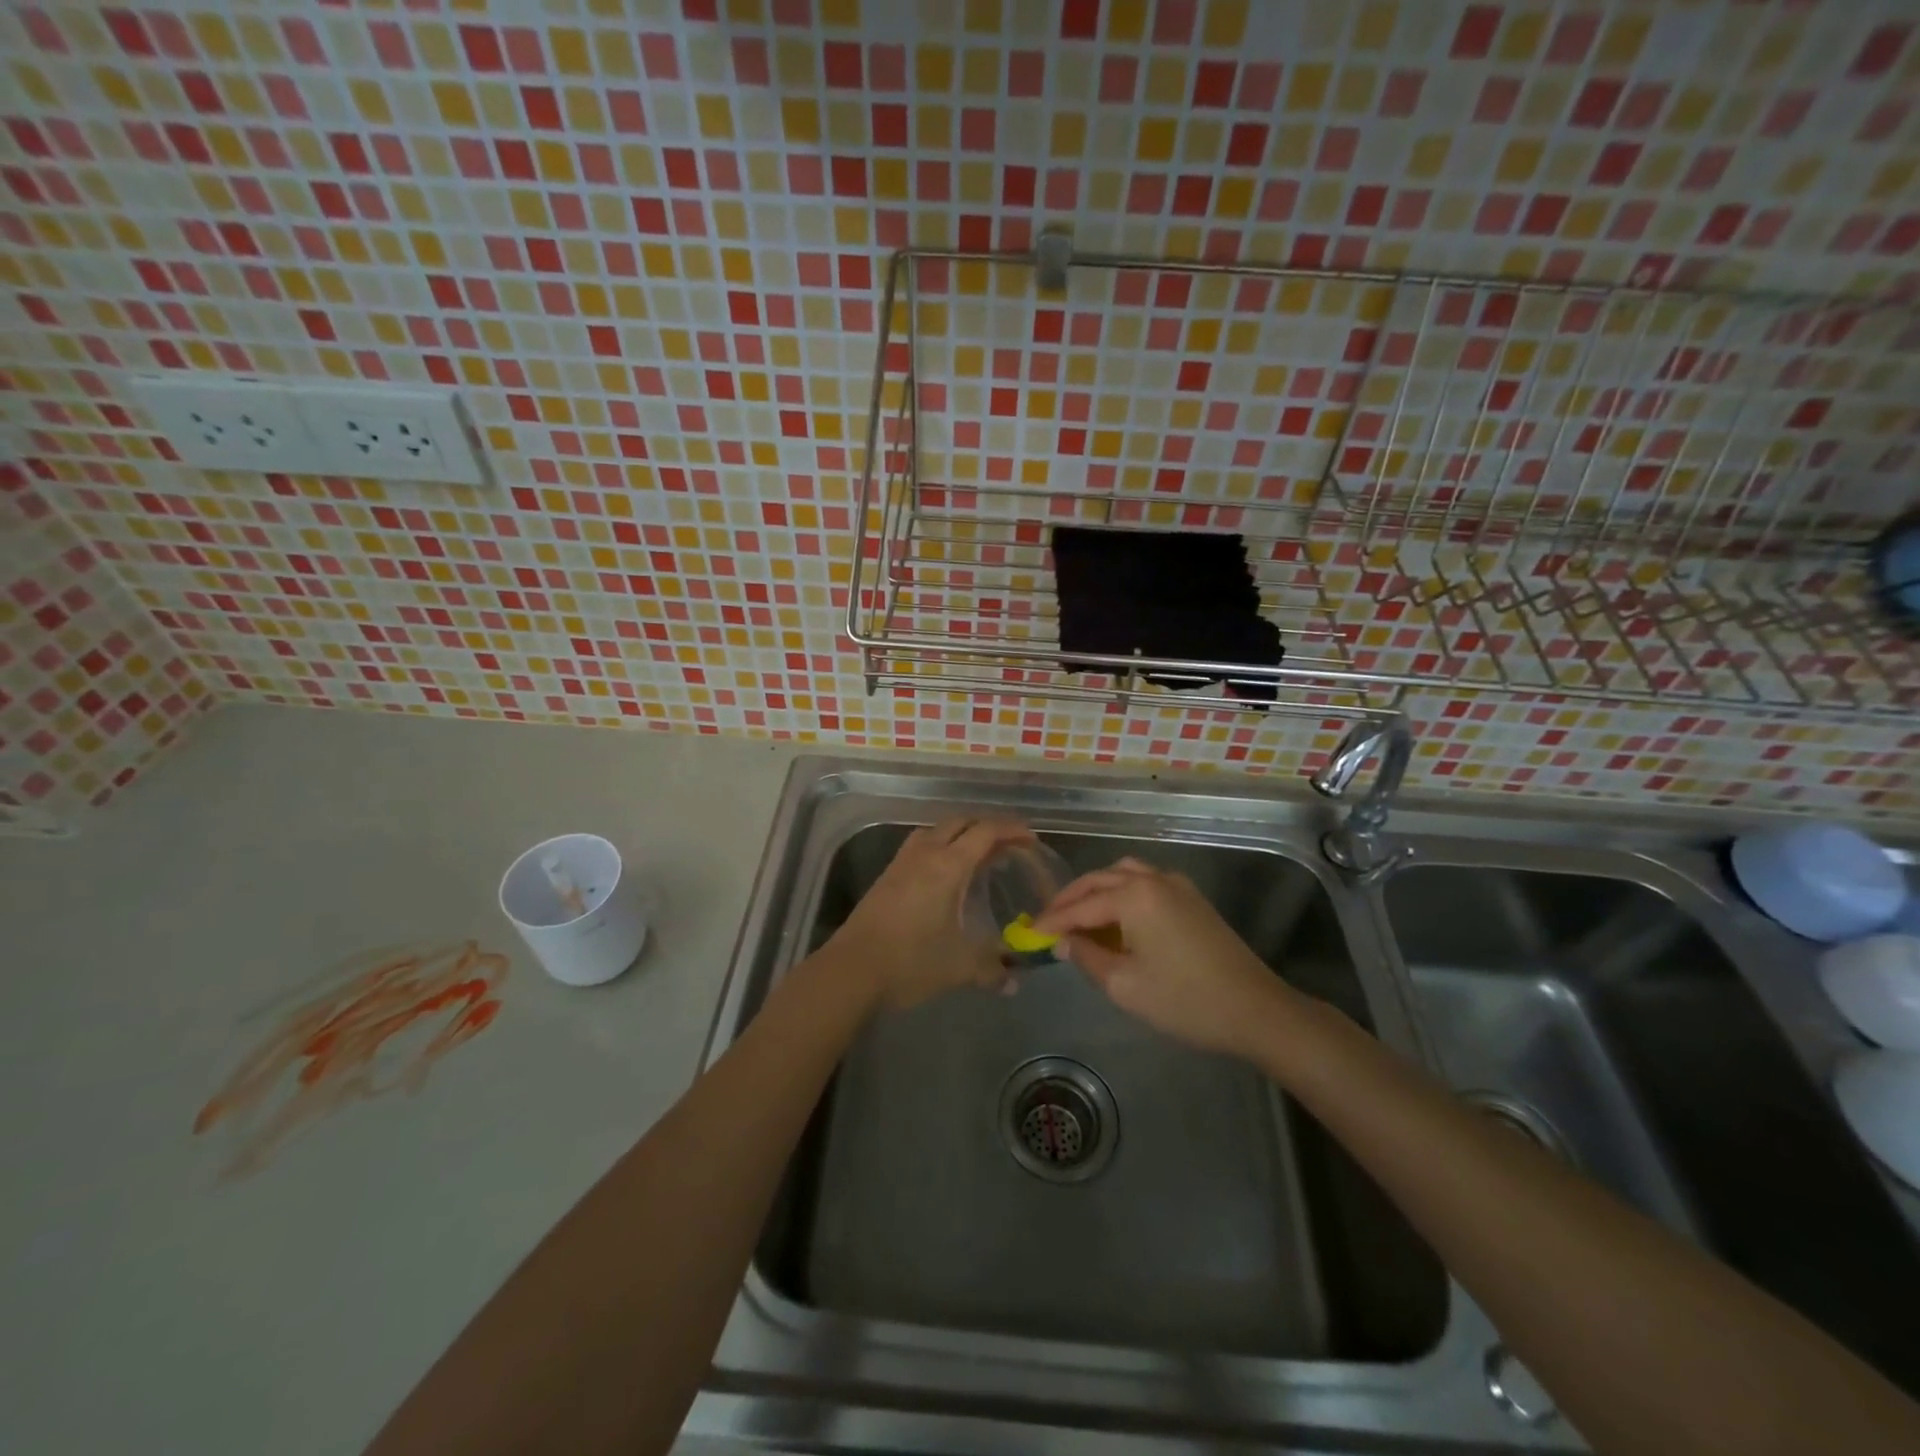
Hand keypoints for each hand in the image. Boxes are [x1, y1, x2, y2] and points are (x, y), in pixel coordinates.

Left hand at [825, 818, 1033, 1011]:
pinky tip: (945, 875)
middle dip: (987, 828)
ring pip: (936, 830)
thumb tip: (1014, 981)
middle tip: (1008, 846)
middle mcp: (926, 853)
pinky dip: (940, 847)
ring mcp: (902, 862)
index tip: (1030, 839)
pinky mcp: (887, 875)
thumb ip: (992, 969)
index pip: (985, 832)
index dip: (1011, 829)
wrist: (851, 970)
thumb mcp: (960, 967)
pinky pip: (920, 845)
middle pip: (961, 823)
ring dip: (960, 834)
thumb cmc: (911, 961)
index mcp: (948, 865)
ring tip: (978, 856)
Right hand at [1033, 857, 1297, 1058]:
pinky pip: (1145, 883)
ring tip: (1079, 916)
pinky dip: (1121, 893)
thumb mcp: (1125, 985)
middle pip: (1100, 880)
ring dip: (1097, 891)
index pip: (1081, 905)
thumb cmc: (1184, 1000)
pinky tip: (1115, 918)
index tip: (1029, 932)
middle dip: (1071, 899)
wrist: (1256, 1009)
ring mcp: (1177, 885)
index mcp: (1134, 896)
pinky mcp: (1192, 898)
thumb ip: (1087, 957)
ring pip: (1123, 874)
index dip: (1053, 920)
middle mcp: (1153, 879)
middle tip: (1048, 920)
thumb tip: (1065, 941)